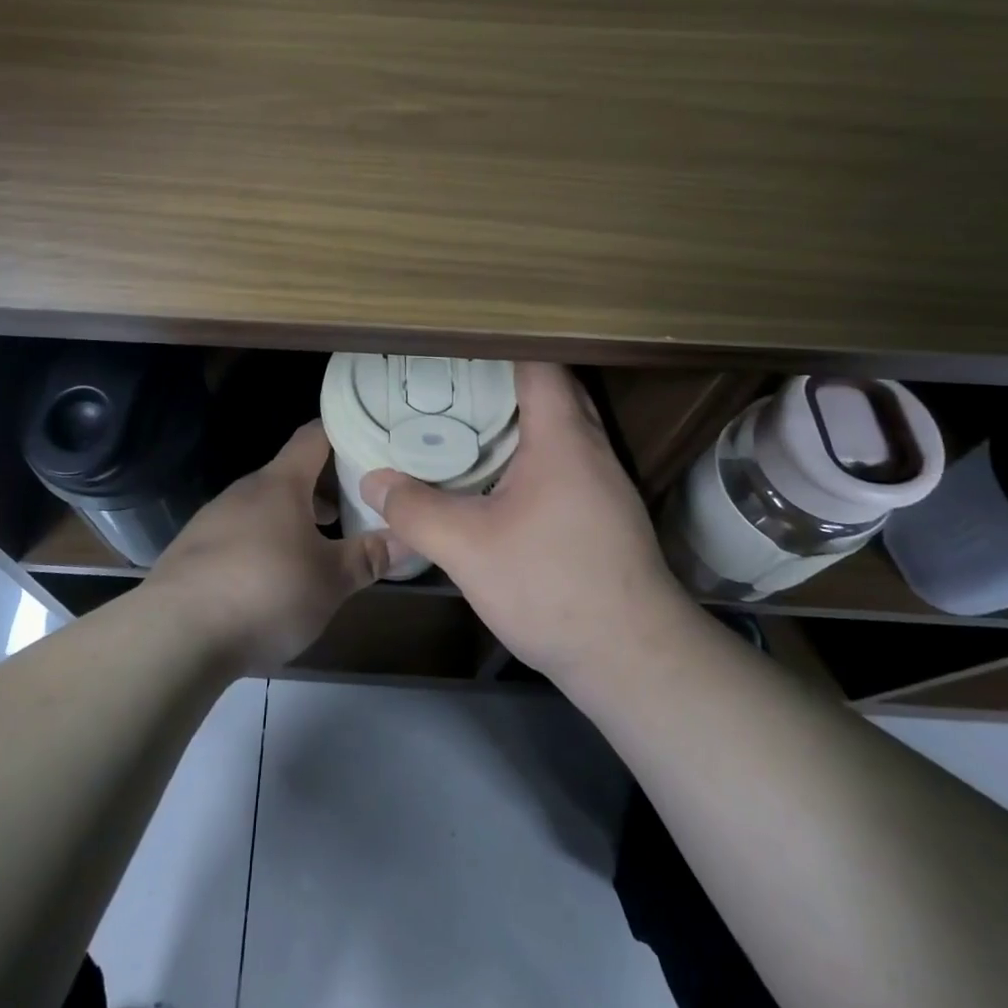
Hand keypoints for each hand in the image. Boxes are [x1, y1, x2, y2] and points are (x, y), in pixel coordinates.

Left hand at [146, 422, 390, 673]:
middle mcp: (244, 491)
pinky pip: (239, 533)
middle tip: (357, 506)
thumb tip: (408, 539)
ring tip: (321, 546)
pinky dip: (264, 542)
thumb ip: (369, 557)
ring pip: (264, 506)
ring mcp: (213, 519)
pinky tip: (273, 578)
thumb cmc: (265, 592)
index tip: (369, 439)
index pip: (313, 436)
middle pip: (290, 474)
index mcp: (280, 484)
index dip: (341, 432)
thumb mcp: (330, 581)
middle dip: (324, 487)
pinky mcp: (193, 551)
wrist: (175, 635)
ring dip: (294, 518)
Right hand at [361, 362, 690, 688]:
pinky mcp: (604, 514)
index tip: (454, 349)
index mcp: (563, 437)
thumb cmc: (552, 586)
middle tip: (448, 385)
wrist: (633, 659)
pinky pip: (563, 461)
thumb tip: (373, 481)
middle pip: (550, 391)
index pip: (538, 364)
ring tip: (463, 424)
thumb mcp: (468, 548)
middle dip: (501, 381)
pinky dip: (529, 455)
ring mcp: (603, 483)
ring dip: (517, 420)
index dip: (498, 348)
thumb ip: (415, 510)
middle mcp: (590, 448)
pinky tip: (494, 480)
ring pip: (558, 429)